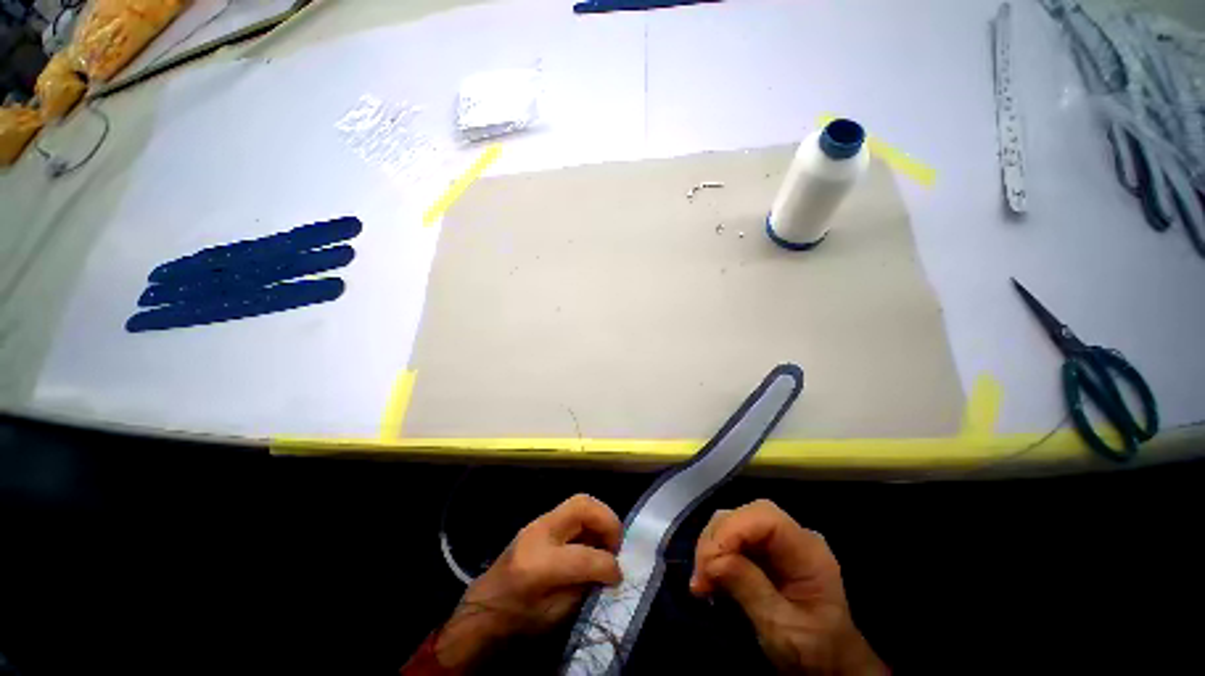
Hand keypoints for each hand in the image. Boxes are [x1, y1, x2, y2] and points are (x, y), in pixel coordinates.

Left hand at [435, 494, 622, 670]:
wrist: (484, 607)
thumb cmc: (518, 619)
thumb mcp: (555, 616)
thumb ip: (585, 588)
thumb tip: (609, 569)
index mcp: (538, 565)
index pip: (584, 556)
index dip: (608, 565)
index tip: (619, 575)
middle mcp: (538, 533)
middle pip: (582, 506)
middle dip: (608, 521)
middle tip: (617, 543)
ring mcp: (538, 521)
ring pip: (579, 501)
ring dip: (600, 517)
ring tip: (607, 540)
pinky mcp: (539, 520)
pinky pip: (571, 510)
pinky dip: (588, 520)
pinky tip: (592, 539)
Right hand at [690, 500, 884, 674]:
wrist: (829, 665)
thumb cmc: (813, 650)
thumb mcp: (782, 628)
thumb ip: (750, 589)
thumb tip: (713, 561)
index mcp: (808, 551)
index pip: (766, 518)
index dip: (733, 530)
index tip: (709, 562)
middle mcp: (792, 537)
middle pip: (745, 516)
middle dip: (718, 539)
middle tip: (701, 574)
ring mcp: (777, 542)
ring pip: (734, 522)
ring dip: (712, 546)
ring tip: (702, 579)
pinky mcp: (763, 551)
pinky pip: (732, 538)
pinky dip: (715, 554)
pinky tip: (708, 575)